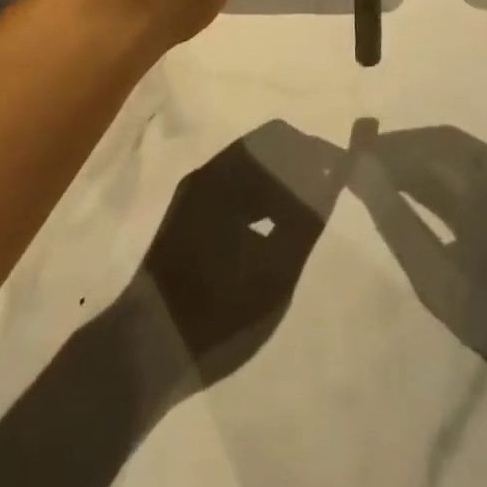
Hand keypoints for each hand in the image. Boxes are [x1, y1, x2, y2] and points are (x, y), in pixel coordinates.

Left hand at [132, 121, 346, 384]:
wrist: (145, 347)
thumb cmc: (216, 310)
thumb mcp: (273, 272)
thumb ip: (305, 220)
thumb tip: (331, 176)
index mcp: (224, 177)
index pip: (278, 139)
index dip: (313, 150)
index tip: (340, 170)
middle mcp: (206, 174)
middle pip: (261, 149)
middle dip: (297, 164)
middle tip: (328, 193)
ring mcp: (193, 195)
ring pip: (246, 169)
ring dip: (279, 181)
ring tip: (307, 212)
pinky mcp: (187, 216)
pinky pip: (232, 189)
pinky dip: (259, 197)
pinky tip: (274, 226)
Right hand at [349, 126, 486, 486]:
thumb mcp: (446, 283)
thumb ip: (398, 222)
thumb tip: (360, 171)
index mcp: (486, 176)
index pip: (421, 143)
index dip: (382, 149)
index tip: (347, 161)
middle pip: (442, 145)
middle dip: (401, 155)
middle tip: (362, 176)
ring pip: (465, 161)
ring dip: (426, 170)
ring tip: (391, 193)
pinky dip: (453, 186)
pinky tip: (437, 211)